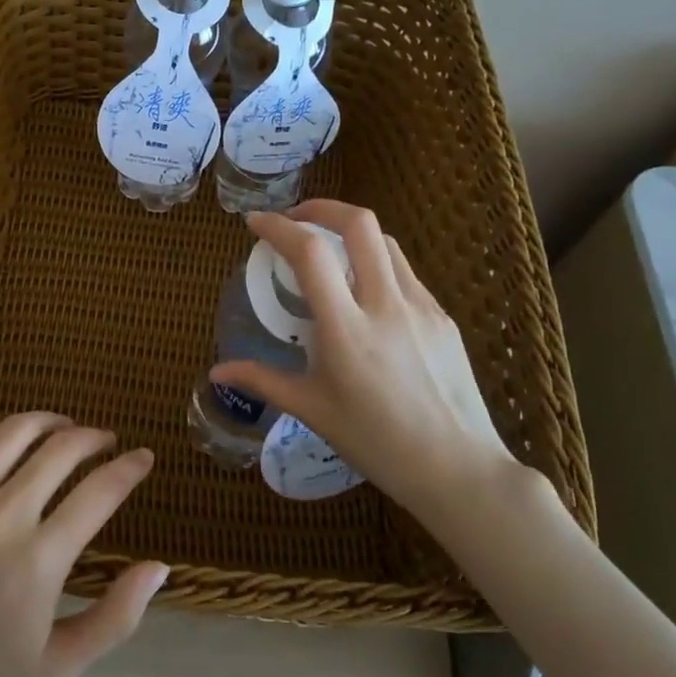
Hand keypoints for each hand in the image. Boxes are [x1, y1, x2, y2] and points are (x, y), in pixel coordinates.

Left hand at [0, 413, 169, 676]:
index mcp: (39, 562)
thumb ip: (117, 617)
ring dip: (46, 422)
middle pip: (60, 450)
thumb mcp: (60, 667)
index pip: (100, 492)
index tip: (142, 457)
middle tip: (102, 440)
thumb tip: (161, 564)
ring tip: (59, 428)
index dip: (129, 468)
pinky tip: (2, 437)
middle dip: (92, 438)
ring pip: (12, 433)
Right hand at [210, 200, 519, 517]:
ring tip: (328, 252)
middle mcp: (386, 305)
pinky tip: (364, 293)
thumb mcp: (312, 410)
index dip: (278, 227)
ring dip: (351, 233)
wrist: (457, 469)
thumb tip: (218, 372)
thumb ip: (263, 381)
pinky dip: (376, 264)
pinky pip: (404, 273)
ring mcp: (421, 307)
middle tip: (295, 220)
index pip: (310, 253)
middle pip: (359, 223)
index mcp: (347, 329)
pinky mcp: (442, 316)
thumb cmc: (377, 443)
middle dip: (322, 207)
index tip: (255, 222)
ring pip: (385, 243)